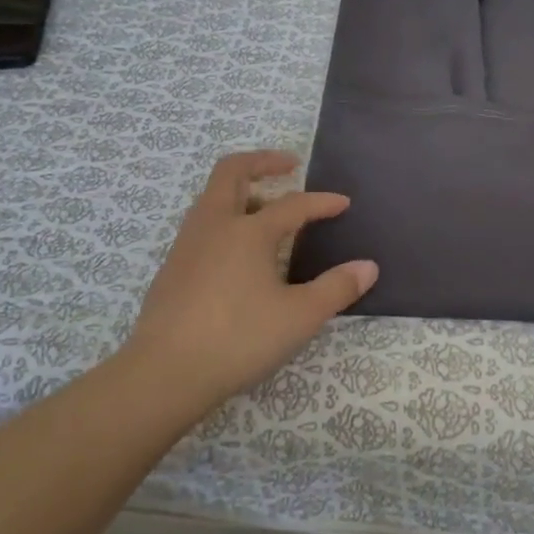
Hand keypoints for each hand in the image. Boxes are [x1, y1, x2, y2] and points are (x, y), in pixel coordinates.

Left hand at [121, 151, 377, 414]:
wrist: (165, 372)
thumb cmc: (239, 339)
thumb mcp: (300, 316)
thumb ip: (336, 288)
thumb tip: (368, 266)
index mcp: (248, 231)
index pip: (293, 205)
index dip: (322, 202)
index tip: (343, 203)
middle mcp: (214, 226)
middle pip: (232, 172)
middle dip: (262, 162)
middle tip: (289, 165)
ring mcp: (187, 245)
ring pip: (212, 198)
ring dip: (241, 191)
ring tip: (266, 208)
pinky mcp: (172, 268)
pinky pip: (202, 225)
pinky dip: (225, 218)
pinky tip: (238, 252)